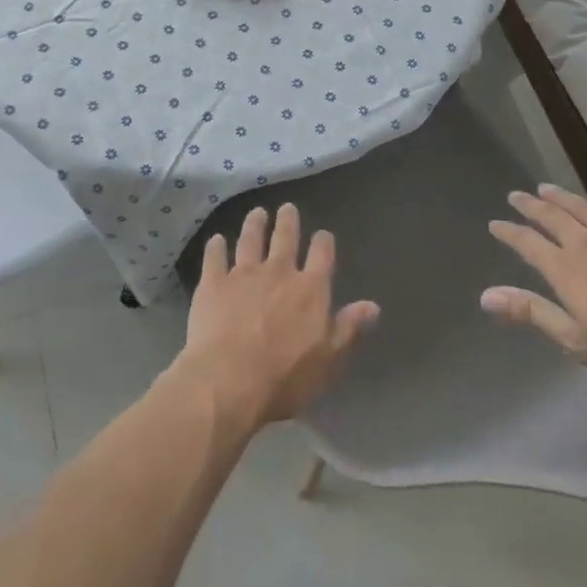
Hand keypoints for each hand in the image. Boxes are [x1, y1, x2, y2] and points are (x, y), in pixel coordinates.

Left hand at [174, 203, 379, 429]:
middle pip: (285, 239)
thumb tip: (372, 305)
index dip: (323, 242)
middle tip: (287, 207)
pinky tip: (216, 240)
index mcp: (310, 290)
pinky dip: (216, 246)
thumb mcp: (329, 361)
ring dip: (254, 224)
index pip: (322, 256)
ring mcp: (243, 274)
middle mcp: (278, 272)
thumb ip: (348, 329)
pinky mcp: (213, 282)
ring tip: (257, 213)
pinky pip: (215, 257)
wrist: (229, 379)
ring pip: (250, 240)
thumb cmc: (285, 378)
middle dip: (287, 222)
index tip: (323, 234)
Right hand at [482, 185, 586, 386]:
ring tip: (545, 187)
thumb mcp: (577, 340)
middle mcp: (585, 244)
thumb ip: (532, 312)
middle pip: (551, 216)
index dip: (509, 232)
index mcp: (565, 269)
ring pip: (580, 208)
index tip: (495, 224)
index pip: (527, 243)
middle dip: (530, 205)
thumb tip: (485, 295)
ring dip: (560, 197)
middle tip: (516, 195)